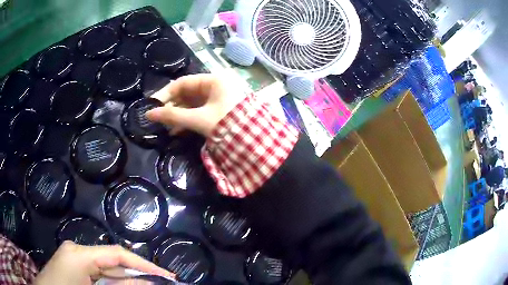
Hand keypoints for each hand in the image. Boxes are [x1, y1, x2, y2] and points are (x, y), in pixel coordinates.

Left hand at [34, 241, 172, 284]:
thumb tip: (146, 284)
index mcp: (80, 255)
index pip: (117, 254)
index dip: (144, 264)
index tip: (167, 275)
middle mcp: (77, 251)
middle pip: (113, 261)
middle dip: (137, 274)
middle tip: (163, 283)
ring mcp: (74, 258)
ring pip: (106, 269)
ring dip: (126, 280)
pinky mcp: (74, 267)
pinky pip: (99, 275)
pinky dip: (113, 282)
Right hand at [146, 73, 245, 136]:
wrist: (254, 143)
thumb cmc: (226, 124)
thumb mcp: (198, 119)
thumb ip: (173, 116)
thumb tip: (149, 114)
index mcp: (213, 80)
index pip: (182, 83)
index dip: (165, 94)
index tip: (152, 106)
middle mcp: (215, 86)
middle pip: (187, 93)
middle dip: (172, 107)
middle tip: (158, 119)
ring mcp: (218, 98)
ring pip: (192, 104)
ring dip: (178, 116)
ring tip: (166, 128)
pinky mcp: (219, 110)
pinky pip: (199, 112)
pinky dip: (188, 120)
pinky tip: (177, 131)